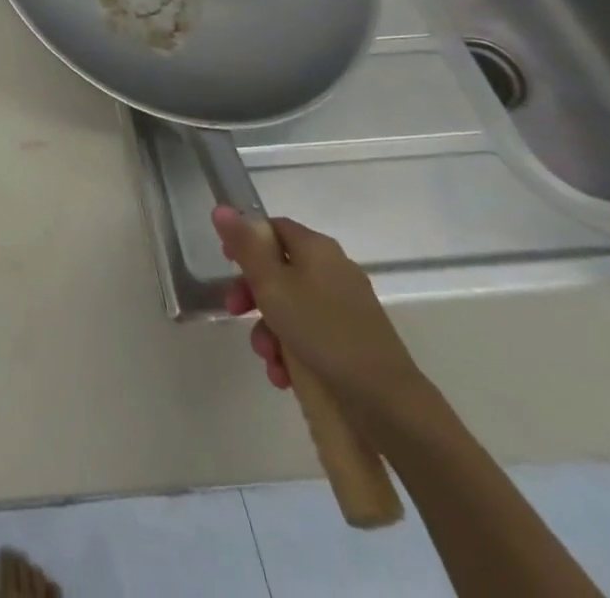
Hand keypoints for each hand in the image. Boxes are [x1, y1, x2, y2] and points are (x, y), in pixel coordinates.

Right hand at [213, 209, 426, 425]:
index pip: (273, 228)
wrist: (388, 401)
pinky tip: (284, 375)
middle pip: (279, 269)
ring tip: (267, 359)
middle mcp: (334, 268)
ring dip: (270, 329)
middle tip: (235, 314)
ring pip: (292, 306)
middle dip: (253, 295)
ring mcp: (347, 305)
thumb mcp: (272, 286)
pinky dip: (293, 350)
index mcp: (316, 247)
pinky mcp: (354, 339)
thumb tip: (221, 208)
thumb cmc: (322, 332)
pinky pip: (312, 332)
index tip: (227, 265)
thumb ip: (244, 246)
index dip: (246, 242)